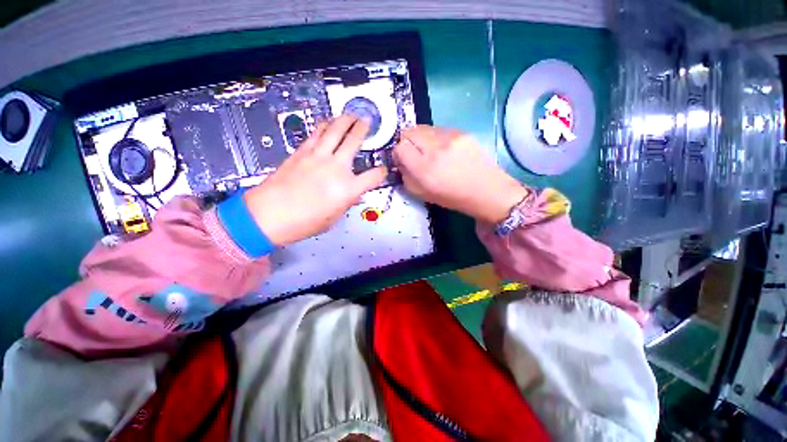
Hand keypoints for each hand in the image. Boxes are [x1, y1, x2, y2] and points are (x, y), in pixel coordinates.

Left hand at [243, 115, 387, 244]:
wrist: (268, 215)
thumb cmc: (304, 222)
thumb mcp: (333, 218)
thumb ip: (346, 203)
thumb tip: (353, 195)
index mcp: (348, 189)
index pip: (374, 176)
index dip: (381, 173)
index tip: (382, 171)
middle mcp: (336, 168)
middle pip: (354, 140)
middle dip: (363, 129)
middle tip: (366, 121)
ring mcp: (318, 156)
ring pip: (335, 130)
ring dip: (344, 120)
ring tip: (349, 115)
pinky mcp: (302, 152)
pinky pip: (316, 133)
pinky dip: (325, 126)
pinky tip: (327, 124)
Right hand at [393, 126, 527, 223]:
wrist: (486, 190)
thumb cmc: (452, 197)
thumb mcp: (422, 194)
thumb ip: (406, 176)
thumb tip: (400, 161)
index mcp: (424, 169)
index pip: (400, 147)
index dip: (398, 153)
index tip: (403, 160)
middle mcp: (435, 149)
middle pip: (409, 131)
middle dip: (406, 141)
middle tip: (413, 153)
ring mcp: (450, 137)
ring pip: (423, 127)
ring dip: (420, 138)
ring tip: (429, 150)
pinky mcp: (461, 132)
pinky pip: (438, 128)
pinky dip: (434, 137)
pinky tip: (444, 148)